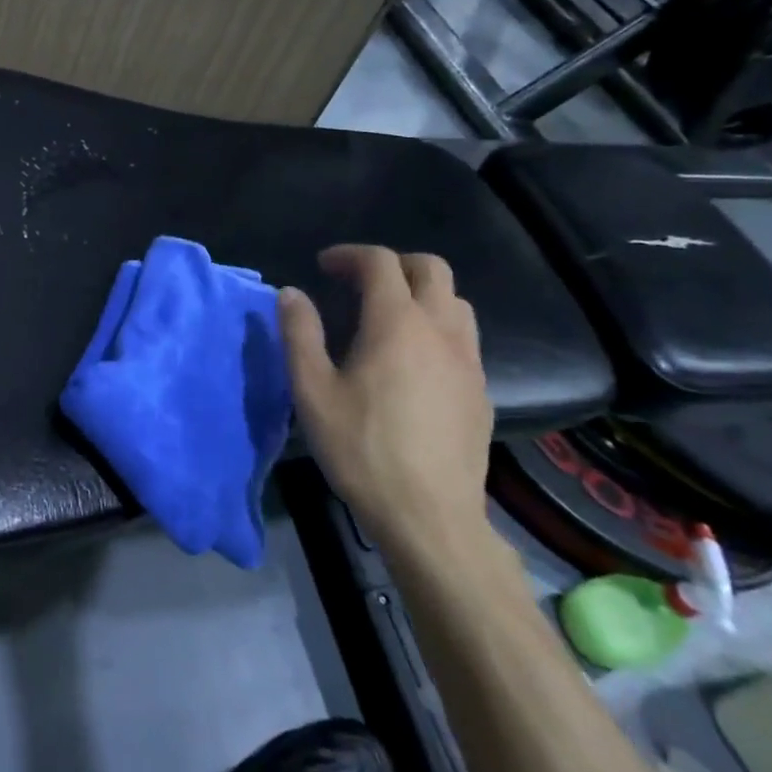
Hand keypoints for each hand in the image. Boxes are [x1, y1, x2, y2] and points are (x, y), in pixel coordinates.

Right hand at [278, 246, 492, 553]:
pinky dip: (436, 326)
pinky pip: (463, 337)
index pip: (381, 263)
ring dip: (420, 292)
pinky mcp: (480, 391)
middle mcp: (440, 331)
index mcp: (397, 323)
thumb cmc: (361, 449)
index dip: (350, 255)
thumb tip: (290, 294)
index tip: (323, 266)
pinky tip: (412, 360)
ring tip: (386, 315)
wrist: (430, 517)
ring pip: (455, 301)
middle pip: (430, 269)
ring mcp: (468, 361)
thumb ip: (300, 334)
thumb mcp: (312, 391)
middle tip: (357, 282)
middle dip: (392, 264)